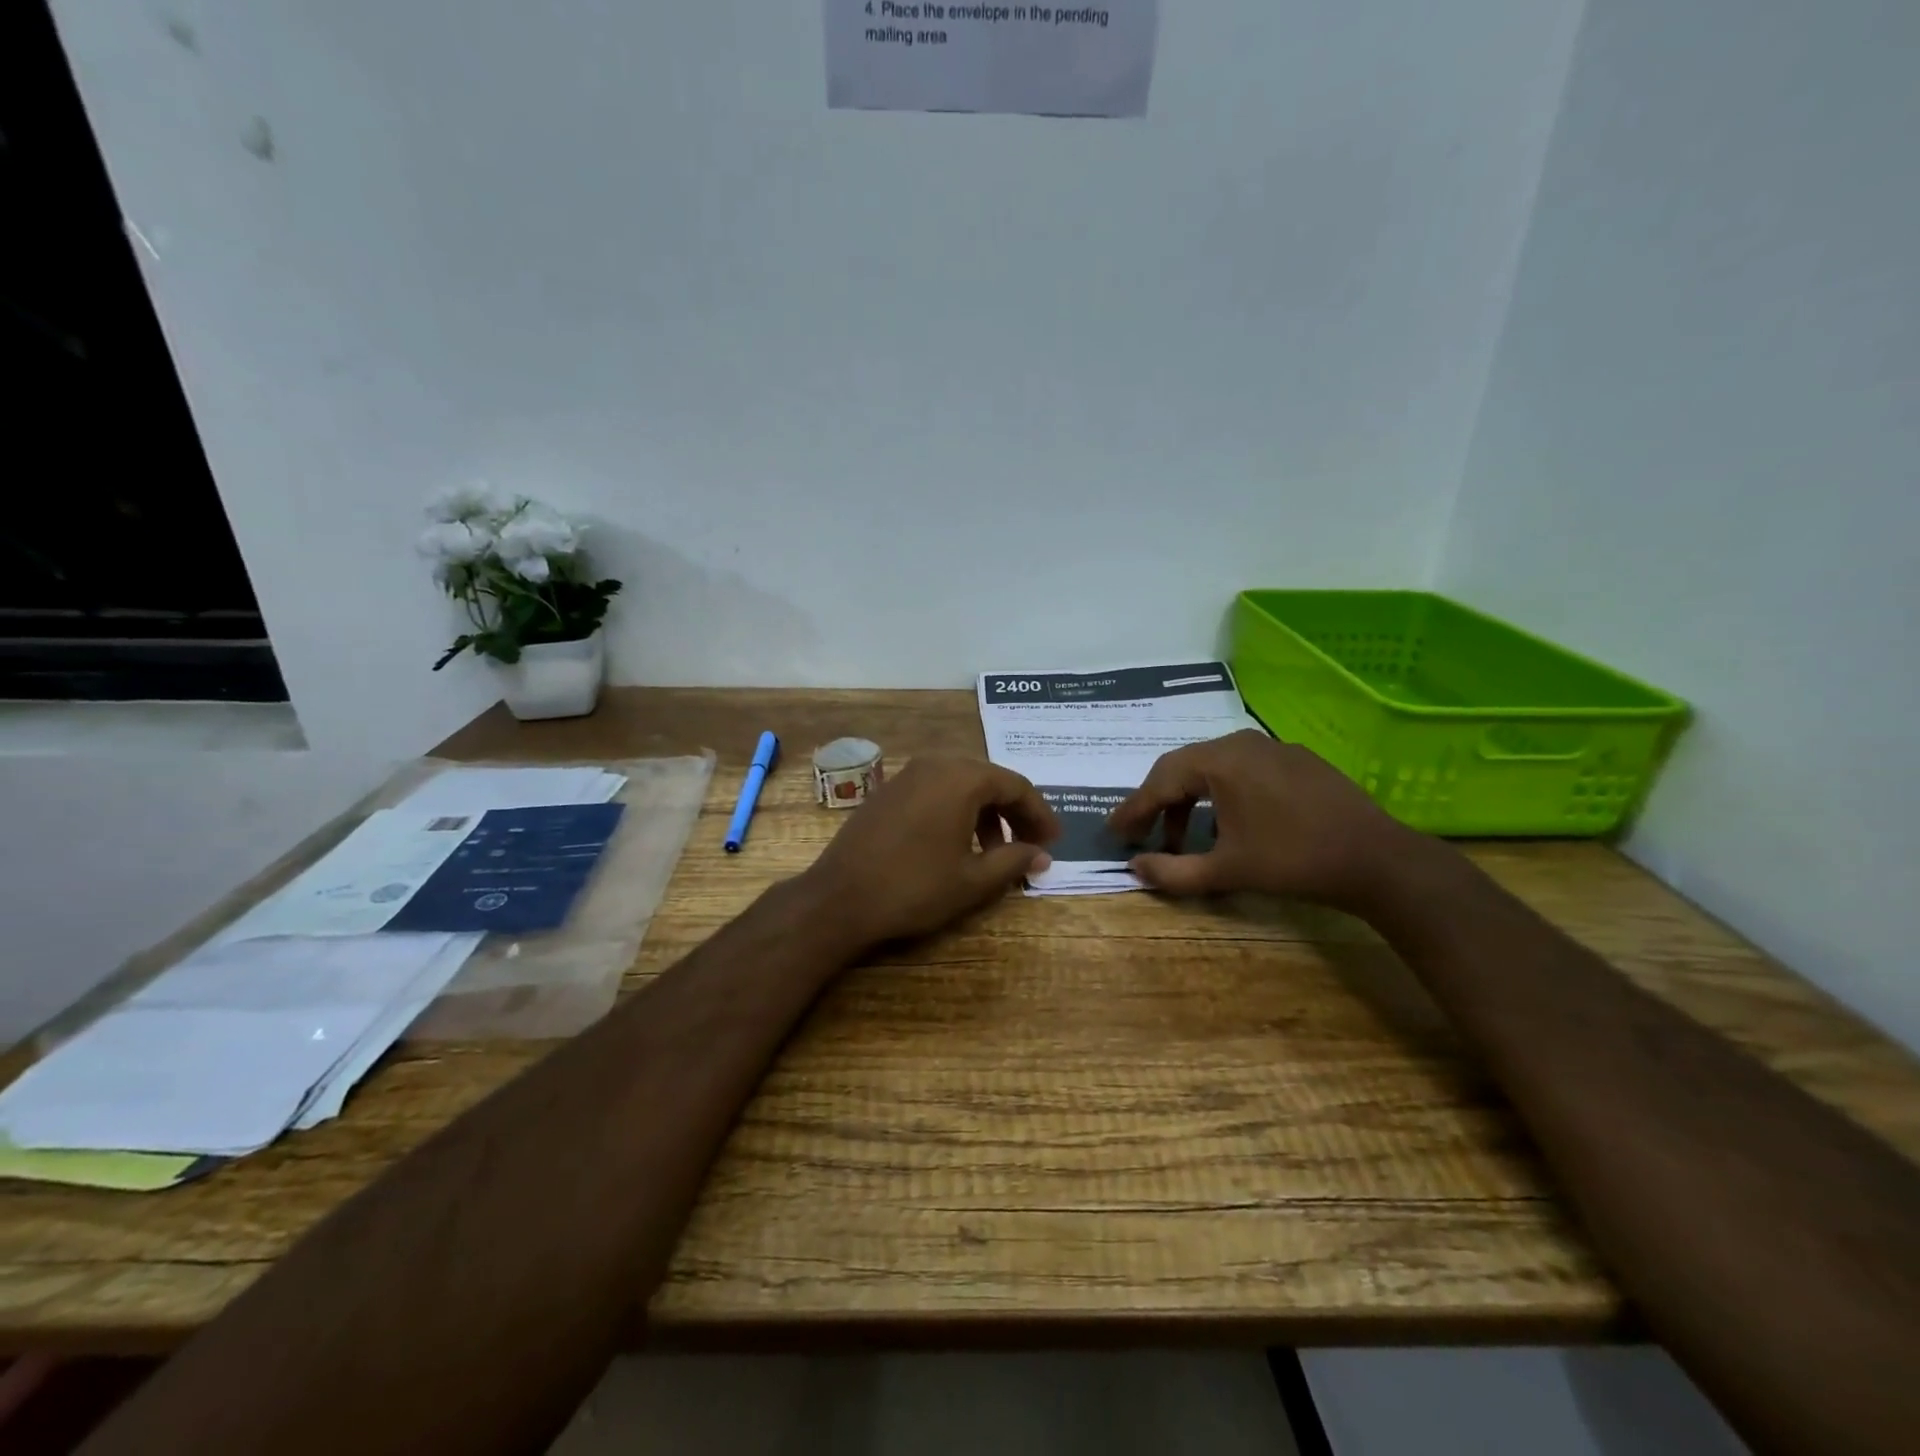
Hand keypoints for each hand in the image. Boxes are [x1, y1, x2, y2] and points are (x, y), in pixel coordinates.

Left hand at [801, 757, 1058, 949]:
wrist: (839, 898)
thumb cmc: (914, 887)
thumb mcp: (972, 880)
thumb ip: (1013, 861)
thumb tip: (1042, 855)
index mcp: (961, 777)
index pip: (1015, 786)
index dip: (1039, 814)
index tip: (1053, 842)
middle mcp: (935, 764)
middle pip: (989, 781)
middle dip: (1014, 814)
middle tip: (1030, 846)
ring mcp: (907, 775)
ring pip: (961, 785)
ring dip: (984, 815)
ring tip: (993, 855)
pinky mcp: (887, 791)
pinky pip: (935, 791)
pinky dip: (956, 812)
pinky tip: (956, 846)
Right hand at [1106, 730, 1428, 909]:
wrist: (1378, 860)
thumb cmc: (1293, 862)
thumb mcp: (1226, 872)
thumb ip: (1173, 871)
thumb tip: (1134, 868)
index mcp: (1219, 762)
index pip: (1160, 781)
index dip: (1133, 809)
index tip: (1114, 831)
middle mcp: (1241, 743)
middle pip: (1183, 768)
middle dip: (1158, 802)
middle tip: (1142, 834)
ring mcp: (1272, 747)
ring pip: (1213, 768)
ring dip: (1190, 799)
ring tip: (1184, 837)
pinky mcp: (1296, 759)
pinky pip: (1242, 770)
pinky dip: (1221, 794)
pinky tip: (1228, 823)